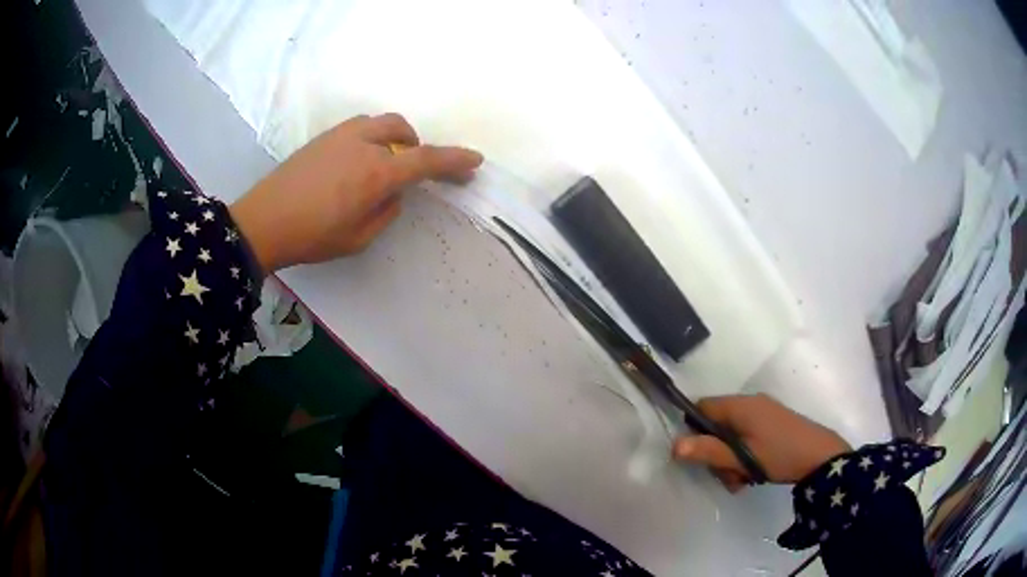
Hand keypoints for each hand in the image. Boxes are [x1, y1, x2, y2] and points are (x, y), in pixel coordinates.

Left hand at [230, 113, 482, 271]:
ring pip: (380, 123)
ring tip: (383, 162)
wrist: (262, 221)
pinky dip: (370, 138)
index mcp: (377, 173)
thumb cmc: (312, 236)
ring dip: (393, 137)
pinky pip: (359, 127)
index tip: (474, 160)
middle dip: (416, 144)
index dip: (454, 160)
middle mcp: (363, 145)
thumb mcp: (358, 238)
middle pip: (403, 129)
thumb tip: (393, 193)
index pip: (426, 161)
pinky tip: (356, 161)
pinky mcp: (323, 137)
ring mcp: (341, 136)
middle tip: (411, 169)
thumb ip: (385, 211)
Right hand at [673, 394, 849, 491]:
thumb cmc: (779, 454)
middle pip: (716, 425)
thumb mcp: (741, 458)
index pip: (701, 407)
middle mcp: (750, 404)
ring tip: (742, 481)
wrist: (820, 456)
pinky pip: (747, 437)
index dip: (693, 430)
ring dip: (730, 460)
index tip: (698, 455)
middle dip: (715, 453)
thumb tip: (674, 445)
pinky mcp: (773, 424)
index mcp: (740, 405)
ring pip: (732, 436)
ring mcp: (764, 413)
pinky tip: (752, 475)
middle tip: (726, 475)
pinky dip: (744, 456)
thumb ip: (708, 451)